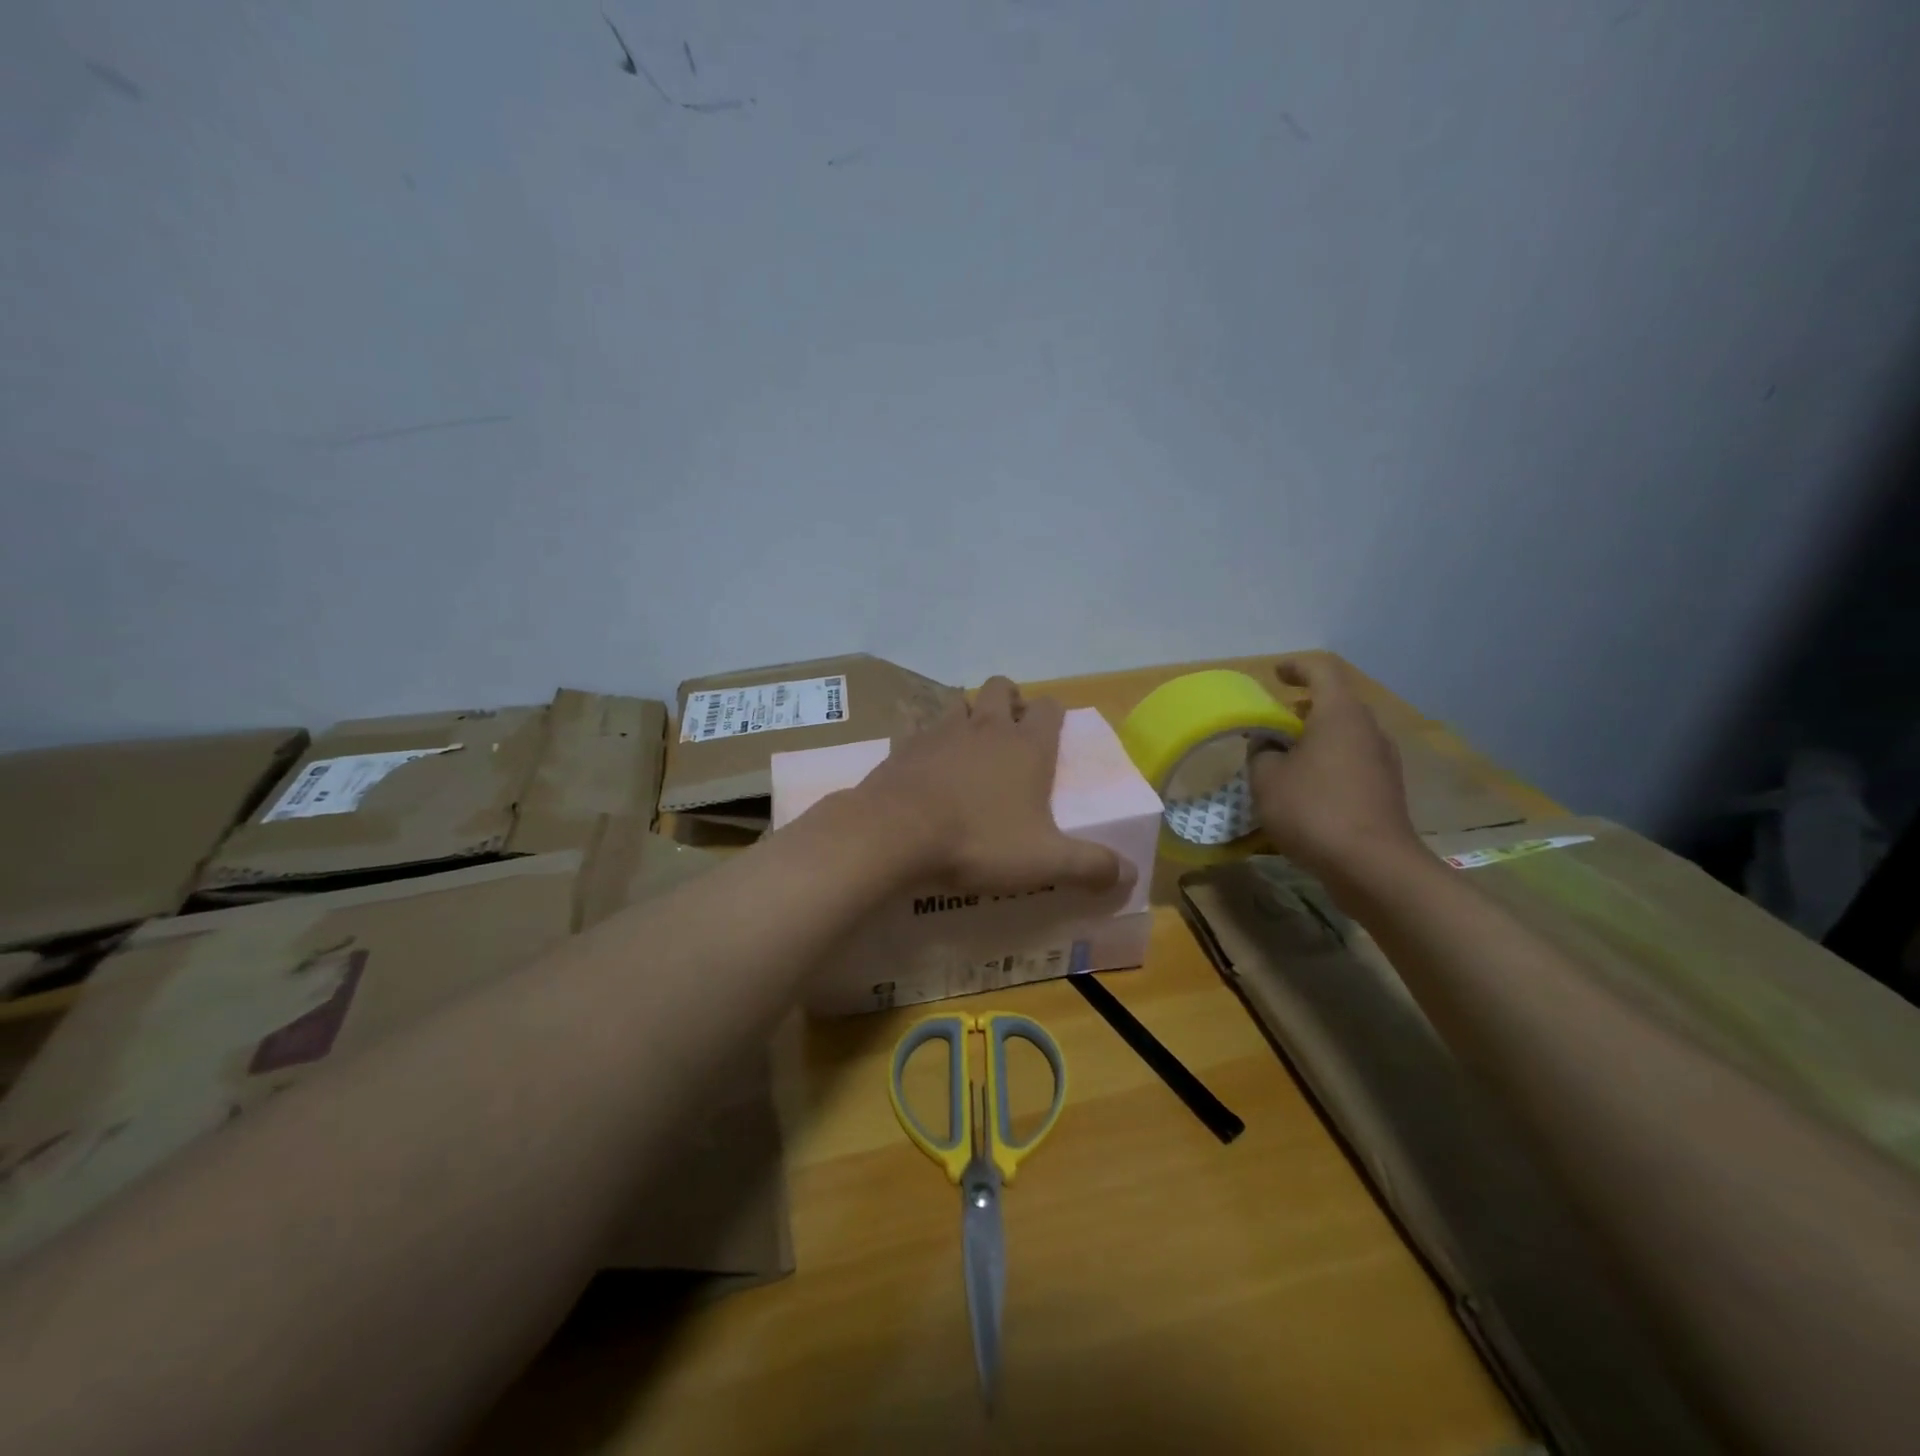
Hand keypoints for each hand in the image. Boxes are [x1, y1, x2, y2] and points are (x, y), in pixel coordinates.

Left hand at [857, 676, 1129, 895]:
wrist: (896, 832)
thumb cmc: (978, 841)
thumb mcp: (1044, 862)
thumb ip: (1090, 866)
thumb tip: (1130, 874)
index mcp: (1026, 745)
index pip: (1049, 707)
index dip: (1054, 715)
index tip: (1053, 733)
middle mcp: (986, 727)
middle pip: (1002, 687)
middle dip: (1010, 701)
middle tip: (1012, 735)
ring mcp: (941, 730)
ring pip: (960, 703)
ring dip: (969, 716)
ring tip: (970, 749)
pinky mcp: (905, 745)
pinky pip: (921, 730)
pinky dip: (929, 742)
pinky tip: (927, 769)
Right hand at [1248, 656, 1421, 880]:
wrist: (1373, 866)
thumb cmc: (1314, 810)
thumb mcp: (1267, 778)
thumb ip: (1261, 752)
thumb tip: (1268, 746)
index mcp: (1339, 714)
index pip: (1321, 671)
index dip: (1296, 667)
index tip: (1275, 675)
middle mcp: (1368, 729)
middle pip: (1336, 703)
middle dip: (1303, 708)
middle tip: (1274, 722)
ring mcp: (1383, 760)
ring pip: (1345, 735)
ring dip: (1316, 738)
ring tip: (1286, 758)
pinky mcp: (1387, 789)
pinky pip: (1353, 762)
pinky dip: (1329, 763)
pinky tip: (1307, 789)